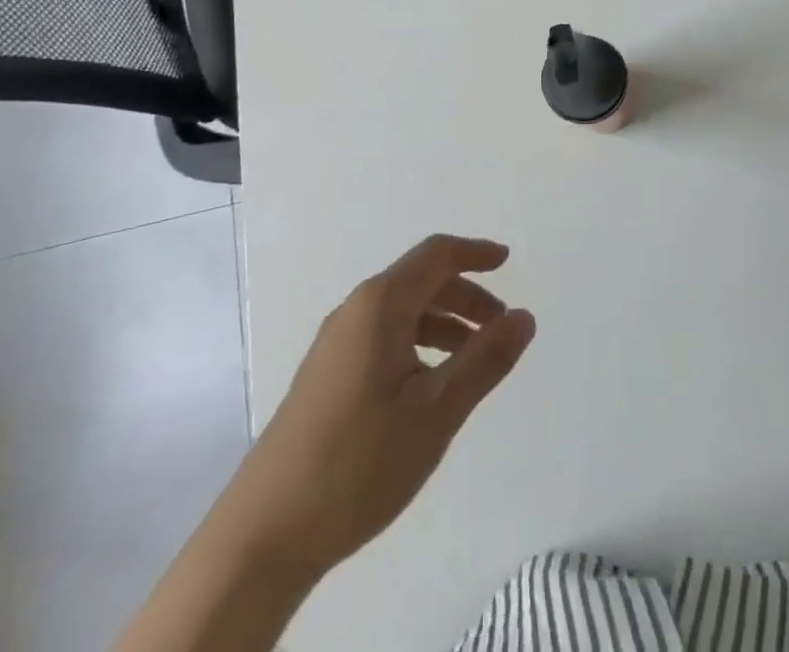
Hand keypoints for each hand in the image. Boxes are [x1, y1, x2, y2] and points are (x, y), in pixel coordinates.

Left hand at [247, 235, 534, 573]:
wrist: (263, 535)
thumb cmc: (359, 462)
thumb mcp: (437, 411)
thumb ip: (485, 359)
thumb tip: (524, 316)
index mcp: (380, 305)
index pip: (435, 255)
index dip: (475, 253)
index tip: (506, 261)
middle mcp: (355, 312)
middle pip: (420, 282)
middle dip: (465, 296)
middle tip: (500, 327)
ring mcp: (334, 346)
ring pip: (401, 314)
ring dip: (443, 324)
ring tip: (473, 361)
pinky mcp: (324, 378)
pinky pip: (383, 339)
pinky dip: (418, 344)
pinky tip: (429, 386)